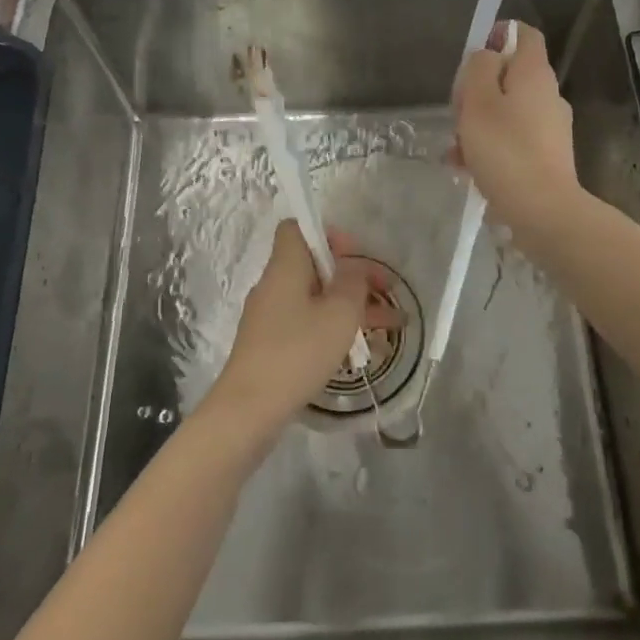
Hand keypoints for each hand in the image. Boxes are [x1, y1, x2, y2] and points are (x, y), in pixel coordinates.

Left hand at [208, 221, 397, 436]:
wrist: (249, 410)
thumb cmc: (297, 351)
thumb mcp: (339, 312)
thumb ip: (353, 281)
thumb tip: (354, 268)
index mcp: (285, 267)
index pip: (297, 228)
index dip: (328, 234)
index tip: (354, 256)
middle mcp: (274, 285)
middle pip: (315, 266)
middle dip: (353, 277)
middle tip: (387, 293)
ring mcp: (270, 317)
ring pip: (316, 298)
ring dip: (351, 306)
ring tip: (390, 327)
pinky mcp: (271, 345)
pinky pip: (307, 323)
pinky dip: (334, 328)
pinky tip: (361, 351)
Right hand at [454, 20, 580, 235]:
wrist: (543, 210)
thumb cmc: (505, 150)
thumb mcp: (478, 101)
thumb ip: (478, 68)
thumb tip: (486, 56)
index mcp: (534, 73)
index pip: (523, 34)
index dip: (497, 36)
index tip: (472, 57)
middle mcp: (548, 94)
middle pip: (509, 75)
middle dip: (478, 89)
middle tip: (457, 112)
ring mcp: (551, 126)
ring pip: (507, 110)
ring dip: (479, 123)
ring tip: (455, 149)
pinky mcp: (548, 155)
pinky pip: (513, 138)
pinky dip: (491, 146)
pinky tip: (467, 168)